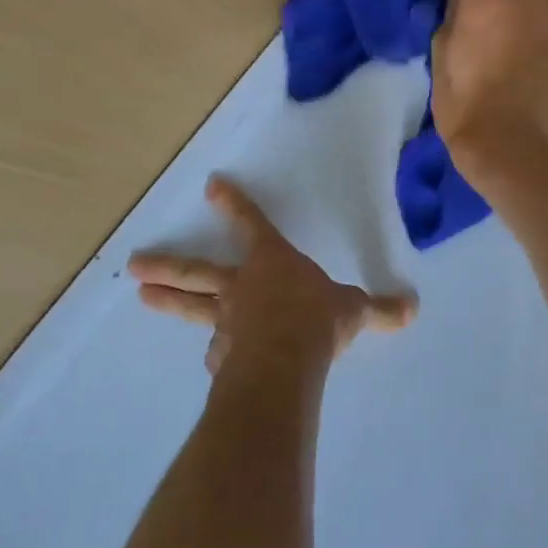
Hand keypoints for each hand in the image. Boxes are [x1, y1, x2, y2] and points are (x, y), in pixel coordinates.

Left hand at [129, 176, 416, 375]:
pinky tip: (214, 359)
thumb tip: (412, 307)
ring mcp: (227, 321)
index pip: (253, 225)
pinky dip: (217, 350)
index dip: (235, 205)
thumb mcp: (356, 311)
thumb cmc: (317, 320)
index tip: (211, 185)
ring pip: (194, 308)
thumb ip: (380, 310)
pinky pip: (218, 349)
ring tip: (142, 296)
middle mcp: (243, 287)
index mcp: (273, 263)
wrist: (285, 362)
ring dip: (170, 301)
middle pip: (198, 271)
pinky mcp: (223, 354)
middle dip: (168, 265)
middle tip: (134, 264)